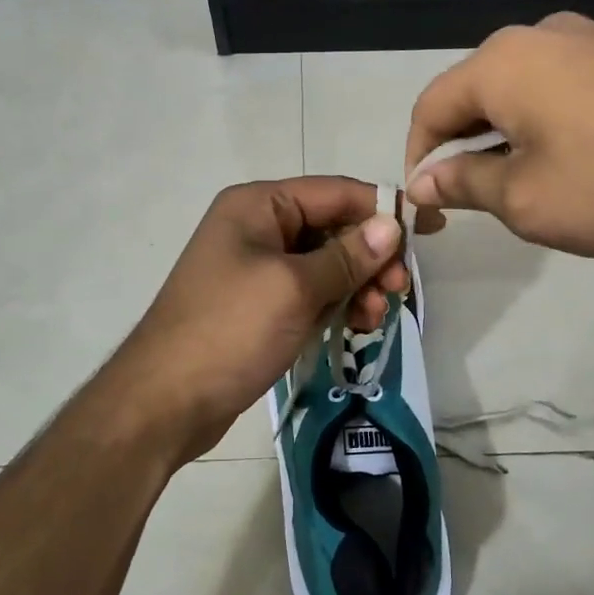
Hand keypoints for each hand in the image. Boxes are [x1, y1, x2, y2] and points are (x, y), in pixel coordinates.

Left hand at [110, 178, 406, 463]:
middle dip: (370, 257)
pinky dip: (335, 305)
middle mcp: (257, 227)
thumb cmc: (230, 331)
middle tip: (398, 290)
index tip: (429, 230)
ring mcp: (257, 268)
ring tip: (375, 317)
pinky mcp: (259, 305)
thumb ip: (347, 256)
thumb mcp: (294, 288)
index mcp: (258, 205)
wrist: (165, 402)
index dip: (383, 208)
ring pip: (325, 265)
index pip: (334, 192)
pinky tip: (356, 326)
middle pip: (332, 228)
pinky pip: (310, 293)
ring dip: (357, 286)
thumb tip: (391, 225)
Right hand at [404, 12, 593, 264]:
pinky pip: (560, 87)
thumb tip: (422, 181)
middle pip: (474, 93)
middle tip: (468, 201)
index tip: (428, 206)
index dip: (419, 158)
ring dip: (502, 137)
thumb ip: (462, 183)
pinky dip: (544, 124)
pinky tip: (566, 161)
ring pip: (519, 90)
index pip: (431, 107)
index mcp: (503, 61)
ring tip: (518, 186)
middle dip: (461, 147)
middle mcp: (540, 34)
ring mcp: (590, 38)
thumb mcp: (525, 199)